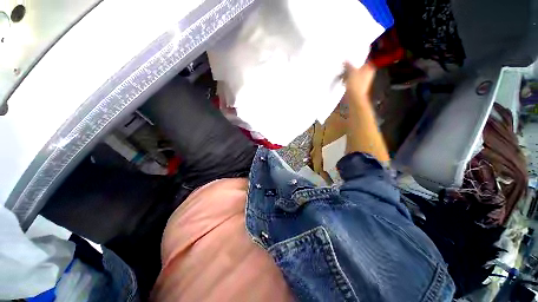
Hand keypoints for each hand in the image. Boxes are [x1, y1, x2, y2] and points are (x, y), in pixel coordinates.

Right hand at [343, 62, 376, 102]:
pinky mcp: (358, 86)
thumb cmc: (356, 84)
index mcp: (369, 68)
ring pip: (354, 75)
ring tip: (343, 77)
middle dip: (349, 69)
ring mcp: (363, 81)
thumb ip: (348, 65)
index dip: (354, 61)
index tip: (347, 62)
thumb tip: (345, 61)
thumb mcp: (351, 71)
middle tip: (344, 69)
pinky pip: (352, 81)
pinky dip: (348, 81)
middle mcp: (368, 74)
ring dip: (348, 75)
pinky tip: (344, 82)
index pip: (362, 61)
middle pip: (357, 69)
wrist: (355, 97)